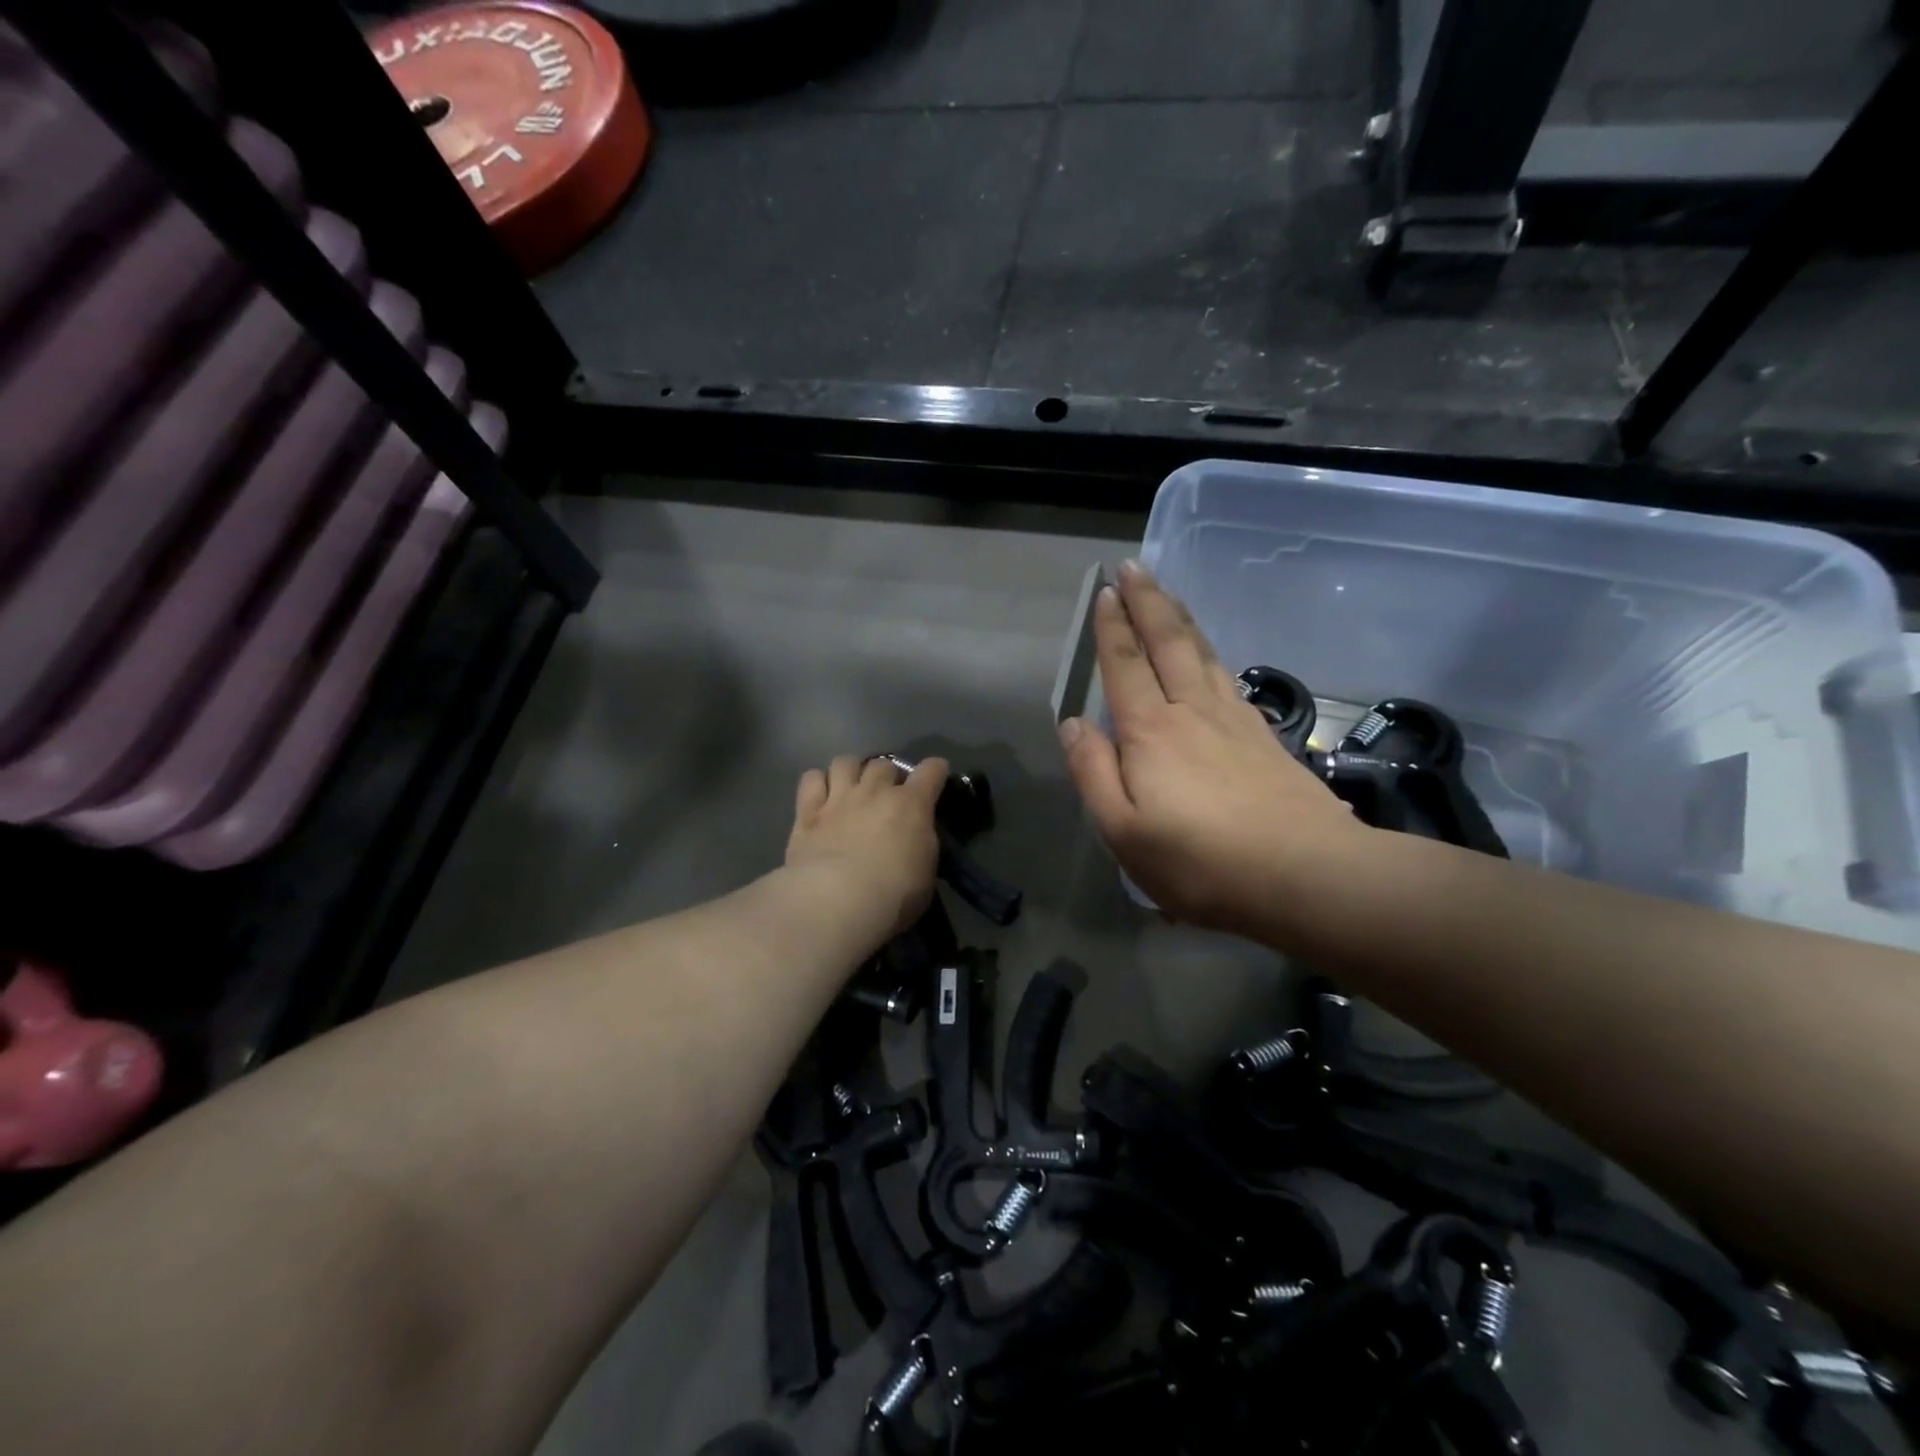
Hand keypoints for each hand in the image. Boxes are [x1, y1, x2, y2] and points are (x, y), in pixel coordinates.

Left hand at [786, 754, 949, 942]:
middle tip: (886, 795)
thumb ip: (921, 843)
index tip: (936, 776)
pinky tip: (820, 798)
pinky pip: (811, 779)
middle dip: (887, 775)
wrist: (837, 901)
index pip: (931, 770)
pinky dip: (817, 783)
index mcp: (911, 804)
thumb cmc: (893, 894)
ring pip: (845, 762)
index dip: (936, 771)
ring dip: (851, 772)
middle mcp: (875, 791)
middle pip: (883, 764)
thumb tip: (915, 834)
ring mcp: (838, 798)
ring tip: (851, 789)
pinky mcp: (807, 812)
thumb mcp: (926, 871)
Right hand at [1057, 562, 1365, 935]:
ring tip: (1168, 593)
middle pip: (1168, 643)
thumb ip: (1093, 773)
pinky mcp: (1264, 737)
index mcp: (1151, 732)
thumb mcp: (1124, 832)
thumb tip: (1073, 724)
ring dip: (1180, 618)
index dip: (1112, 628)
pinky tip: (1210, 654)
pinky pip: (1227, 677)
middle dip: (1148, 602)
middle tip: (1134, 566)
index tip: (1106, 592)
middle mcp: (1191, 712)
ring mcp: (1233, 720)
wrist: (1306, 875)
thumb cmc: (1201, 862)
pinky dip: (1211, 652)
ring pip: (1201, 653)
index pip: (1125, 666)